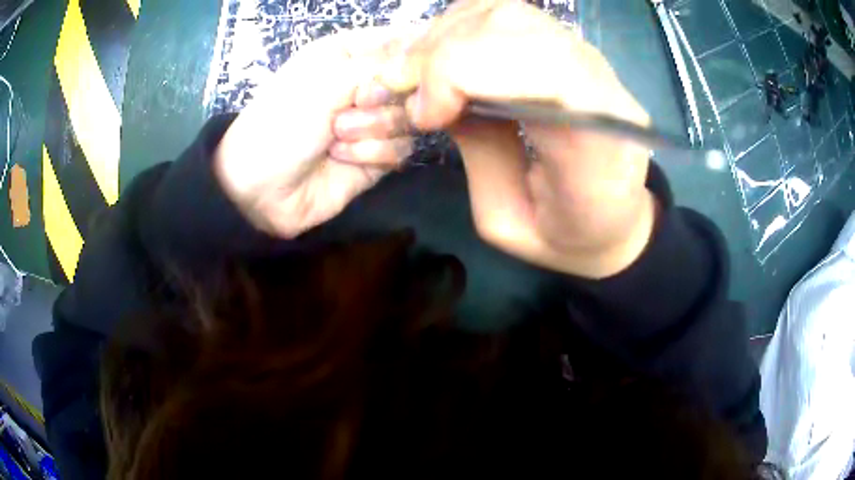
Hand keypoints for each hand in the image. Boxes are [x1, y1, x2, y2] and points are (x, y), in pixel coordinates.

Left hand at [215, 28, 414, 237]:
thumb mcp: (328, 80)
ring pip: (412, 117)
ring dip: (374, 129)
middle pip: (415, 82)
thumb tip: (428, 51)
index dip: (416, 53)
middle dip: (386, 98)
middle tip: (356, 106)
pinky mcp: (376, 155)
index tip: (411, 69)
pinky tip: (342, 158)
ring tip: (336, 138)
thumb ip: (383, 63)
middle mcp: (365, 83)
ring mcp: (373, 121)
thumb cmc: (283, 121)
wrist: (260, 190)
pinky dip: (372, 154)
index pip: (403, 40)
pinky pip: (402, 149)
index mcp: (350, 53)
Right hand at [378, 0, 656, 277]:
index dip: (461, 72)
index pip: (537, 65)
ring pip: (507, 11)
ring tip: (421, 75)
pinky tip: (446, 56)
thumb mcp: (506, 221)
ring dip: (447, 35)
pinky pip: (508, 13)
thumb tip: (432, 98)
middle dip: (442, 52)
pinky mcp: (569, 46)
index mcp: (599, 140)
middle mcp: (600, 82)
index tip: (425, 116)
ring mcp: (587, 56)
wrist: (616, 218)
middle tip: (403, 89)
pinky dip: (462, 25)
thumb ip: (475, 152)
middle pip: (514, 26)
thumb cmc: (568, 235)